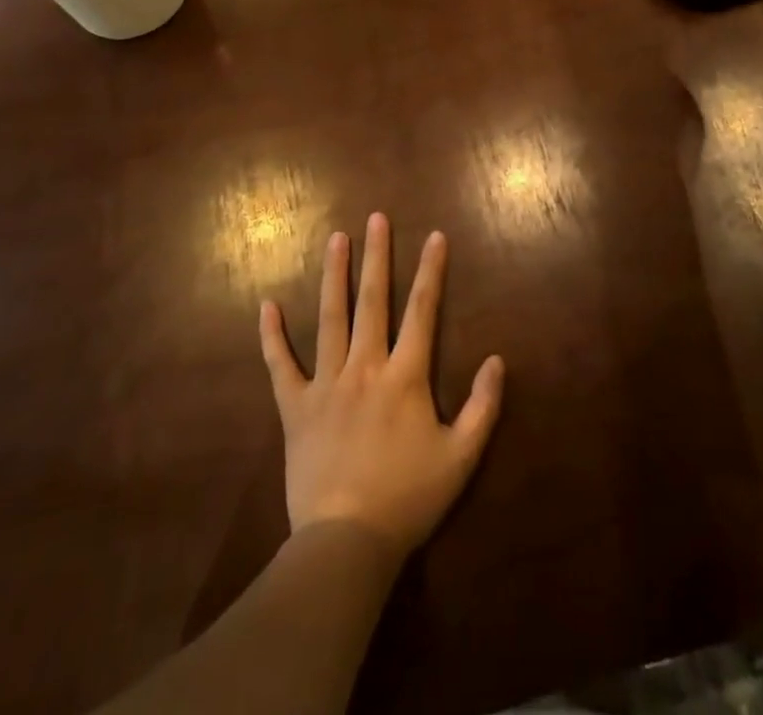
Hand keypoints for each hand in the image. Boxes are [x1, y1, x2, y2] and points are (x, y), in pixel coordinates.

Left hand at [259, 214, 504, 563]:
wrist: (346, 543)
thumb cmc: (408, 498)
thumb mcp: (462, 457)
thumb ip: (483, 406)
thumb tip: (497, 360)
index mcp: (405, 375)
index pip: (423, 310)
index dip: (431, 270)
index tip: (435, 236)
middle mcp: (365, 367)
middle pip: (372, 301)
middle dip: (377, 256)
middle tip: (376, 218)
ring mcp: (326, 384)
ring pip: (329, 319)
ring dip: (333, 276)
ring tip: (335, 239)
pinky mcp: (295, 408)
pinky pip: (280, 366)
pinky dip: (272, 336)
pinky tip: (266, 305)